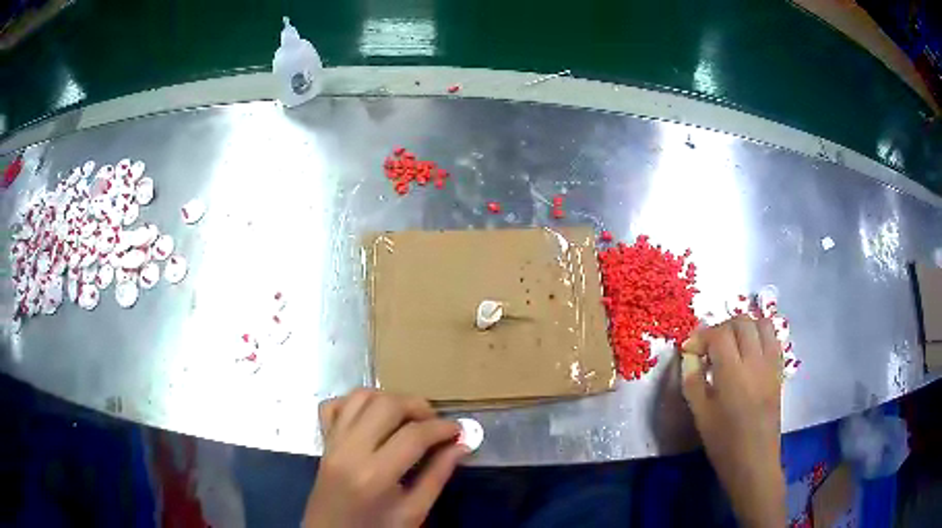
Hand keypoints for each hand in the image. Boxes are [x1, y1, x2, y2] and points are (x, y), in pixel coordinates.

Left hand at [302, 389, 467, 527]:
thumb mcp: (413, 512)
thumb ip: (437, 476)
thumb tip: (462, 445)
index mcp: (374, 475)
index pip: (413, 435)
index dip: (443, 428)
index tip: (459, 431)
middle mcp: (349, 450)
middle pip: (386, 404)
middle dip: (418, 406)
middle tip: (436, 424)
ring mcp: (332, 442)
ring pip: (360, 396)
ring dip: (390, 399)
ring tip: (408, 418)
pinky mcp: (323, 440)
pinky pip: (335, 405)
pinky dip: (356, 402)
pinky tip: (373, 417)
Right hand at [681, 316, 785, 527]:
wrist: (754, 461)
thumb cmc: (723, 442)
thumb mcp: (700, 414)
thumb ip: (692, 379)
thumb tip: (688, 354)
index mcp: (732, 374)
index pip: (719, 334)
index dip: (701, 336)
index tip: (690, 349)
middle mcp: (755, 361)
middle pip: (741, 322)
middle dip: (721, 328)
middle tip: (709, 346)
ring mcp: (771, 364)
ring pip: (761, 324)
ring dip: (743, 326)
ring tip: (730, 343)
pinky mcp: (779, 370)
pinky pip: (773, 338)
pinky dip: (760, 334)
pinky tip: (748, 350)